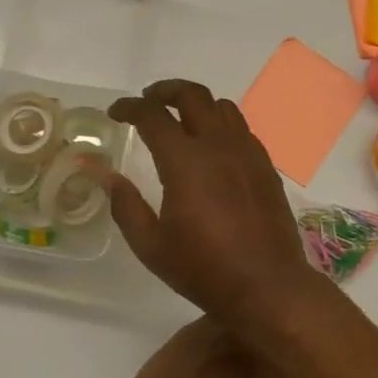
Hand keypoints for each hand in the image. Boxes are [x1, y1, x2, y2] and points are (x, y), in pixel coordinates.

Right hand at [105, 79, 315, 323]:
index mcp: (184, 161)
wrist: (268, 286)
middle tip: (147, 101)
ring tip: (180, 118)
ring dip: (196, 103)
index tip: (116, 112)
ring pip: (222, 106)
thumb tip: (110, 178)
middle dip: (164, 90)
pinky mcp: (265, 166)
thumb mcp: (151, 246)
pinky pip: (241, 128)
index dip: (129, 107)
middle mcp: (217, 145)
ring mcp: (246, 153)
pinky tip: (212, 146)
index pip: (152, 115)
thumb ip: (126, 207)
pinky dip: (220, 124)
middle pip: (192, 95)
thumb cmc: (204, 269)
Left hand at [113, 317, 307, 377]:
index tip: (313, 366)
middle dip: (286, 338)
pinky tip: (231, 342)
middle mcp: (249, 338)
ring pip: (250, 318)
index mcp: (273, 366)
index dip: (312, 358)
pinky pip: (224, 319)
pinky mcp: (194, 327)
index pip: (305, 351)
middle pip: (278, 328)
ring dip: (259, 328)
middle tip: (290, 352)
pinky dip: (233, 327)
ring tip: (263, 341)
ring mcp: (219, 327)